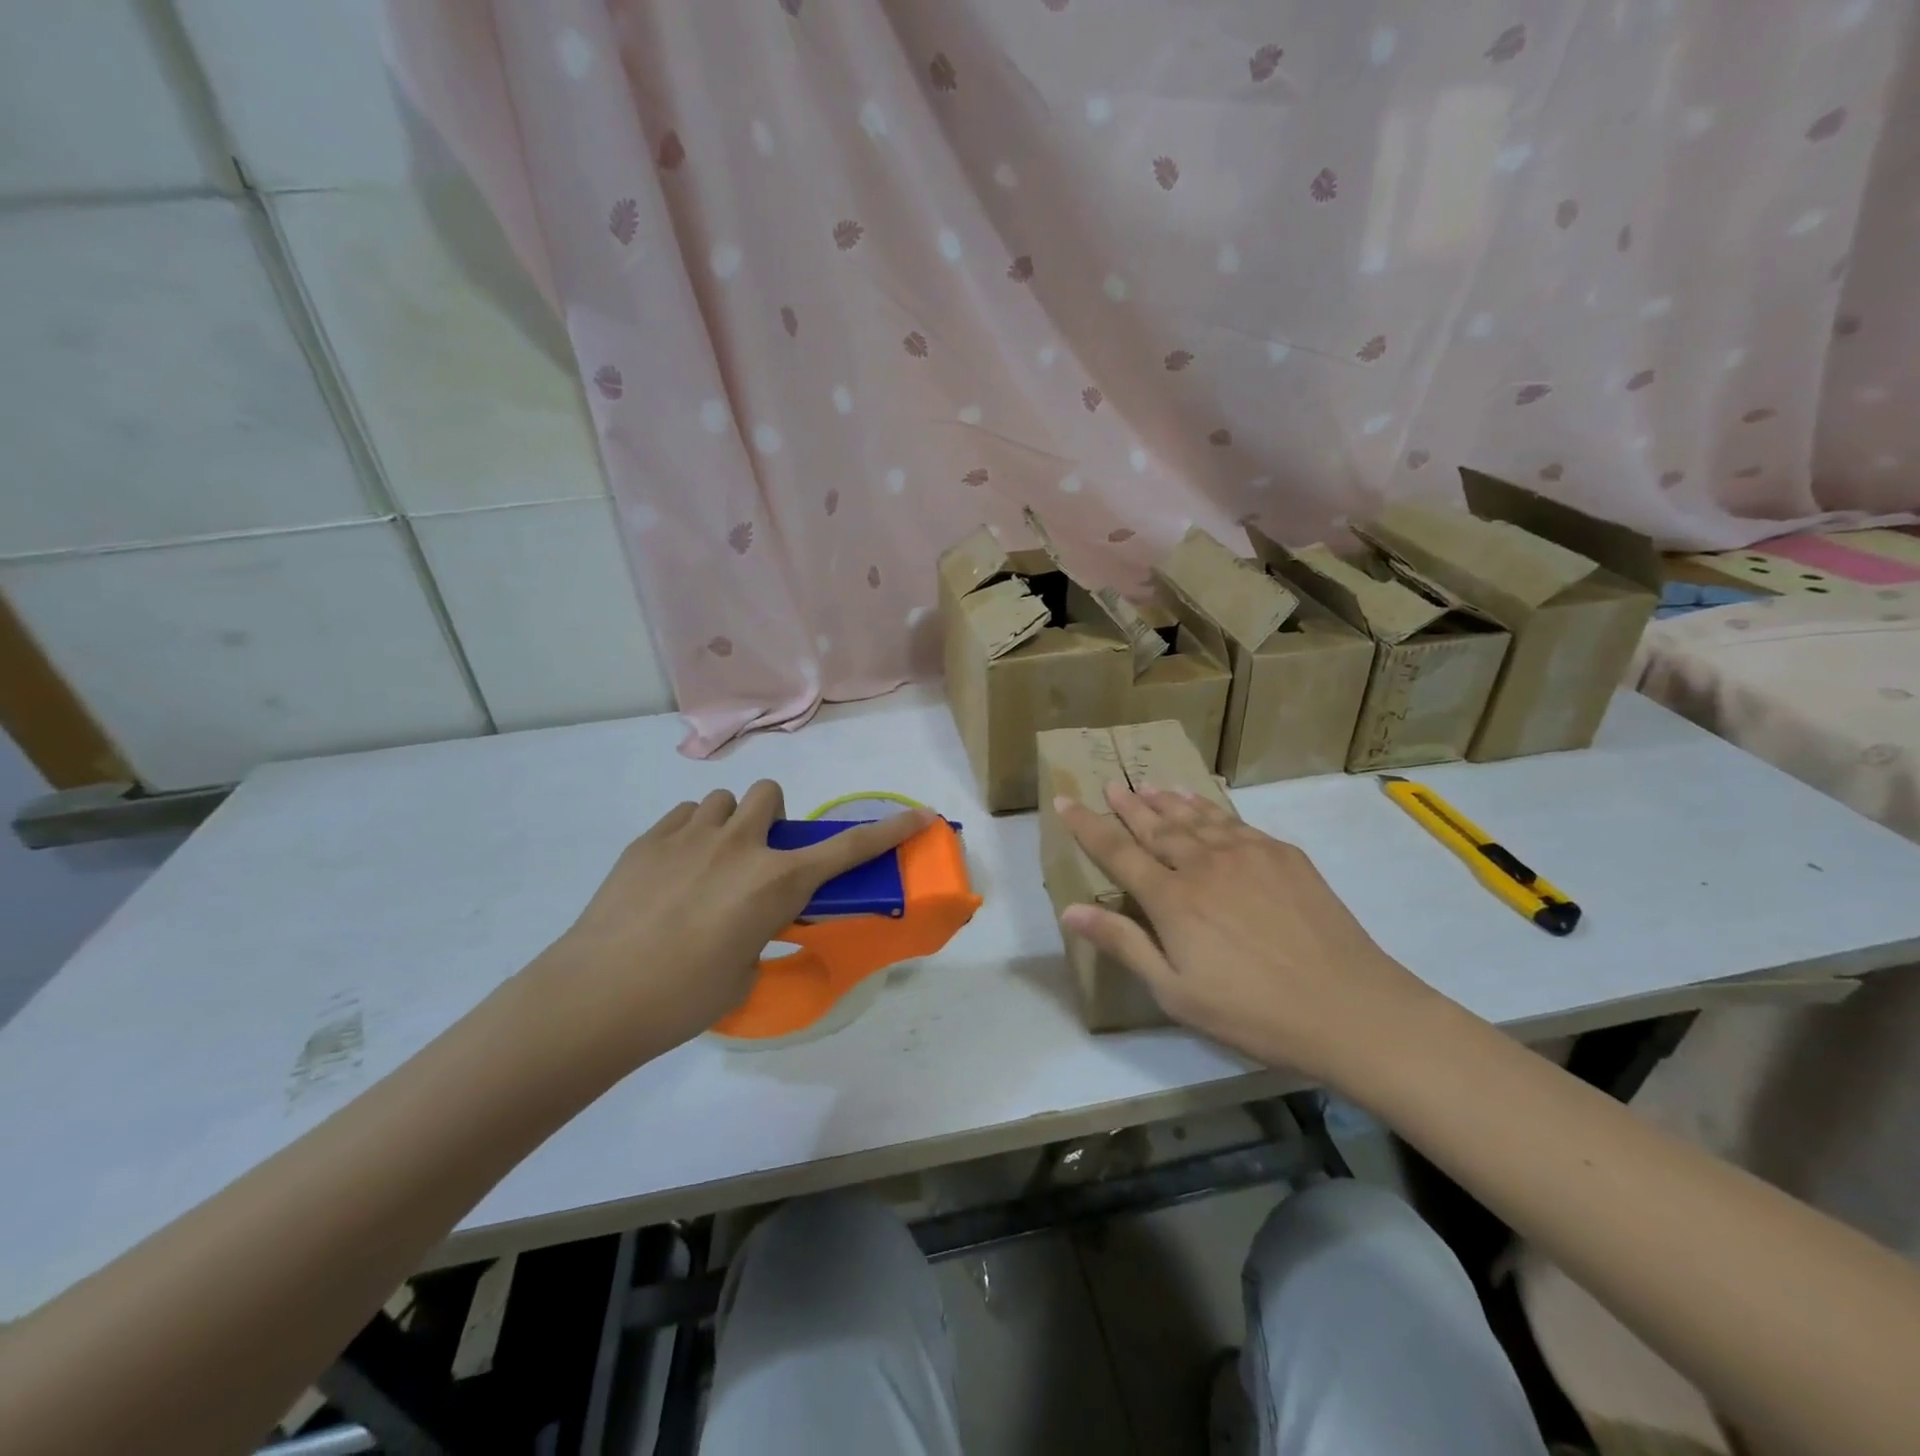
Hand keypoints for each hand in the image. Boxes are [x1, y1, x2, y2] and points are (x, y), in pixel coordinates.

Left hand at [537, 782, 931, 1064]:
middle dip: (771, 819)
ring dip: (728, 824)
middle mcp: (741, 845)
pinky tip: (671, 871)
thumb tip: (745, 923)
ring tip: (707, 864)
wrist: (597, 995)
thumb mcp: (744, 972)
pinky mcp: (650, 839)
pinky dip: (691, 834)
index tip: (920, 814)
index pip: (848, 849)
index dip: (889, 830)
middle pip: (771, 796)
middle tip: (755, 860)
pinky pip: (685, 817)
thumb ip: (758, 934)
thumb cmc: (683, 998)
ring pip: (724, 801)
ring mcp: (692, 835)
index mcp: (776, 882)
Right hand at [1056, 783, 1432, 1083]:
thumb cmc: (1252, 1012)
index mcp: (1172, 899)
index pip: (1117, 852)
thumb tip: (1069, 910)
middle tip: (1111, 785)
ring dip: (1167, 801)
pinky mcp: (1282, 855)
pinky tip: (1202, 804)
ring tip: (1149, 786)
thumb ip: (1123, 944)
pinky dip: (1209, 808)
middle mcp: (1203, 864)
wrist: (1349, 1008)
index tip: (1066, 801)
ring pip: (1195, 817)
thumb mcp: (1175, 992)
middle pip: (1156, 826)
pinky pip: (1233, 821)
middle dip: (1128, 805)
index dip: (1088, 825)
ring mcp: (1246, 854)